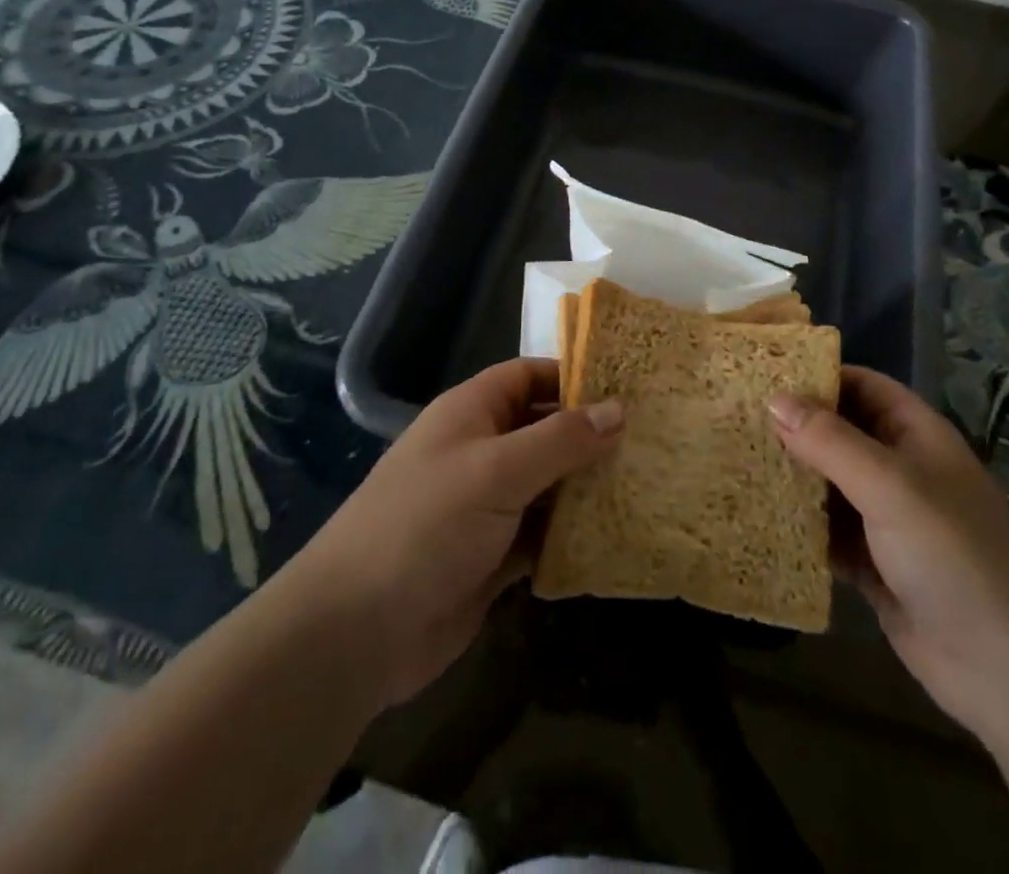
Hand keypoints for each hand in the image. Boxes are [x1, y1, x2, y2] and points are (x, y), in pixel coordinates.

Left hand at [288, 359, 622, 707]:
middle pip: (543, 430)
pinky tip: (616, 537)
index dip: (572, 376)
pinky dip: (571, 535)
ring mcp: (485, 507)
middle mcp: (479, 452)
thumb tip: (619, 409)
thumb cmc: (426, 524)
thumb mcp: (497, 470)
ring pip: (547, 485)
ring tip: (647, 483)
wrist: (357, 631)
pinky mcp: (492, 557)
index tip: (627, 387)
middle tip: (651, 439)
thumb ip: (560, 439)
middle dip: (589, 435)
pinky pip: (541, 535)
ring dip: (586, 488)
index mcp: (471, 413)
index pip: (527, 376)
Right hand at [771, 367, 1008, 741]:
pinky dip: (800, 525)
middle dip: (795, 427)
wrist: (1007, 669)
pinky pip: (828, 533)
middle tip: (735, 418)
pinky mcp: (874, 565)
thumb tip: (774, 398)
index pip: (862, 385)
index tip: (762, 374)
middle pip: (840, 433)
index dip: (818, 376)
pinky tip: (758, 518)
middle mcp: (901, 469)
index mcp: (915, 435)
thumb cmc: (952, 554)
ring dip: (793, 477)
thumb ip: (830, 441)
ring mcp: (888, 519)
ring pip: (830, 484)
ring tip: (735, 461)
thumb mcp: (889, 485)